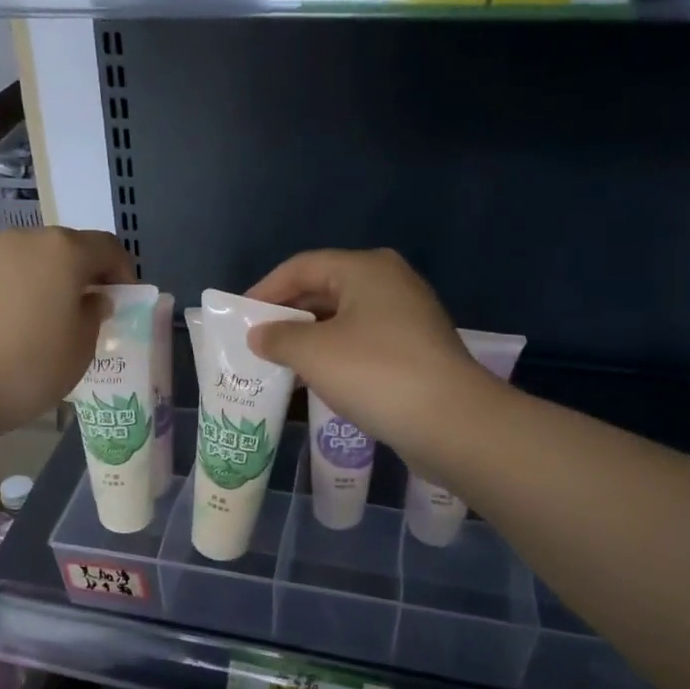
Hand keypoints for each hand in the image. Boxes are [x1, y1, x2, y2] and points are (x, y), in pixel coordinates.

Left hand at [0, 227, 135, 440]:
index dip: (122, 271)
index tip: (123, 299)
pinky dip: (14, 289)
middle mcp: (23, 239)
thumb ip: (94, 316)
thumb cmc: (26, 369)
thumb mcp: (80, 350)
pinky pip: (0, 274)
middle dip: (82, 273)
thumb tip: (92, 299)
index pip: (107, 247)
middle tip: (86, 309)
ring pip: (29, 259)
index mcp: (63, 251)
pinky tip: (9, 324)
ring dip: (45, 279)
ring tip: (45, 318)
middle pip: (65, 247)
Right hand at [246, 249, 487, 456]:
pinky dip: (334, 355)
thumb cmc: (375, 373)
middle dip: (287, 315)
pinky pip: (362, 343)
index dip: (265, 289)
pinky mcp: (415, 351)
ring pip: (343, 319)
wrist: (451, 422)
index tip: (238, 316)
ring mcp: (407, 318)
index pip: (302, 266)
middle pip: (324, 289)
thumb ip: (278, 337)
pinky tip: (313, 380)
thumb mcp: (313, 352)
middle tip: (254, 340)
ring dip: (308, 339)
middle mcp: (389, 283)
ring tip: (276, 362)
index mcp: (365, 269)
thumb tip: (259, 335)